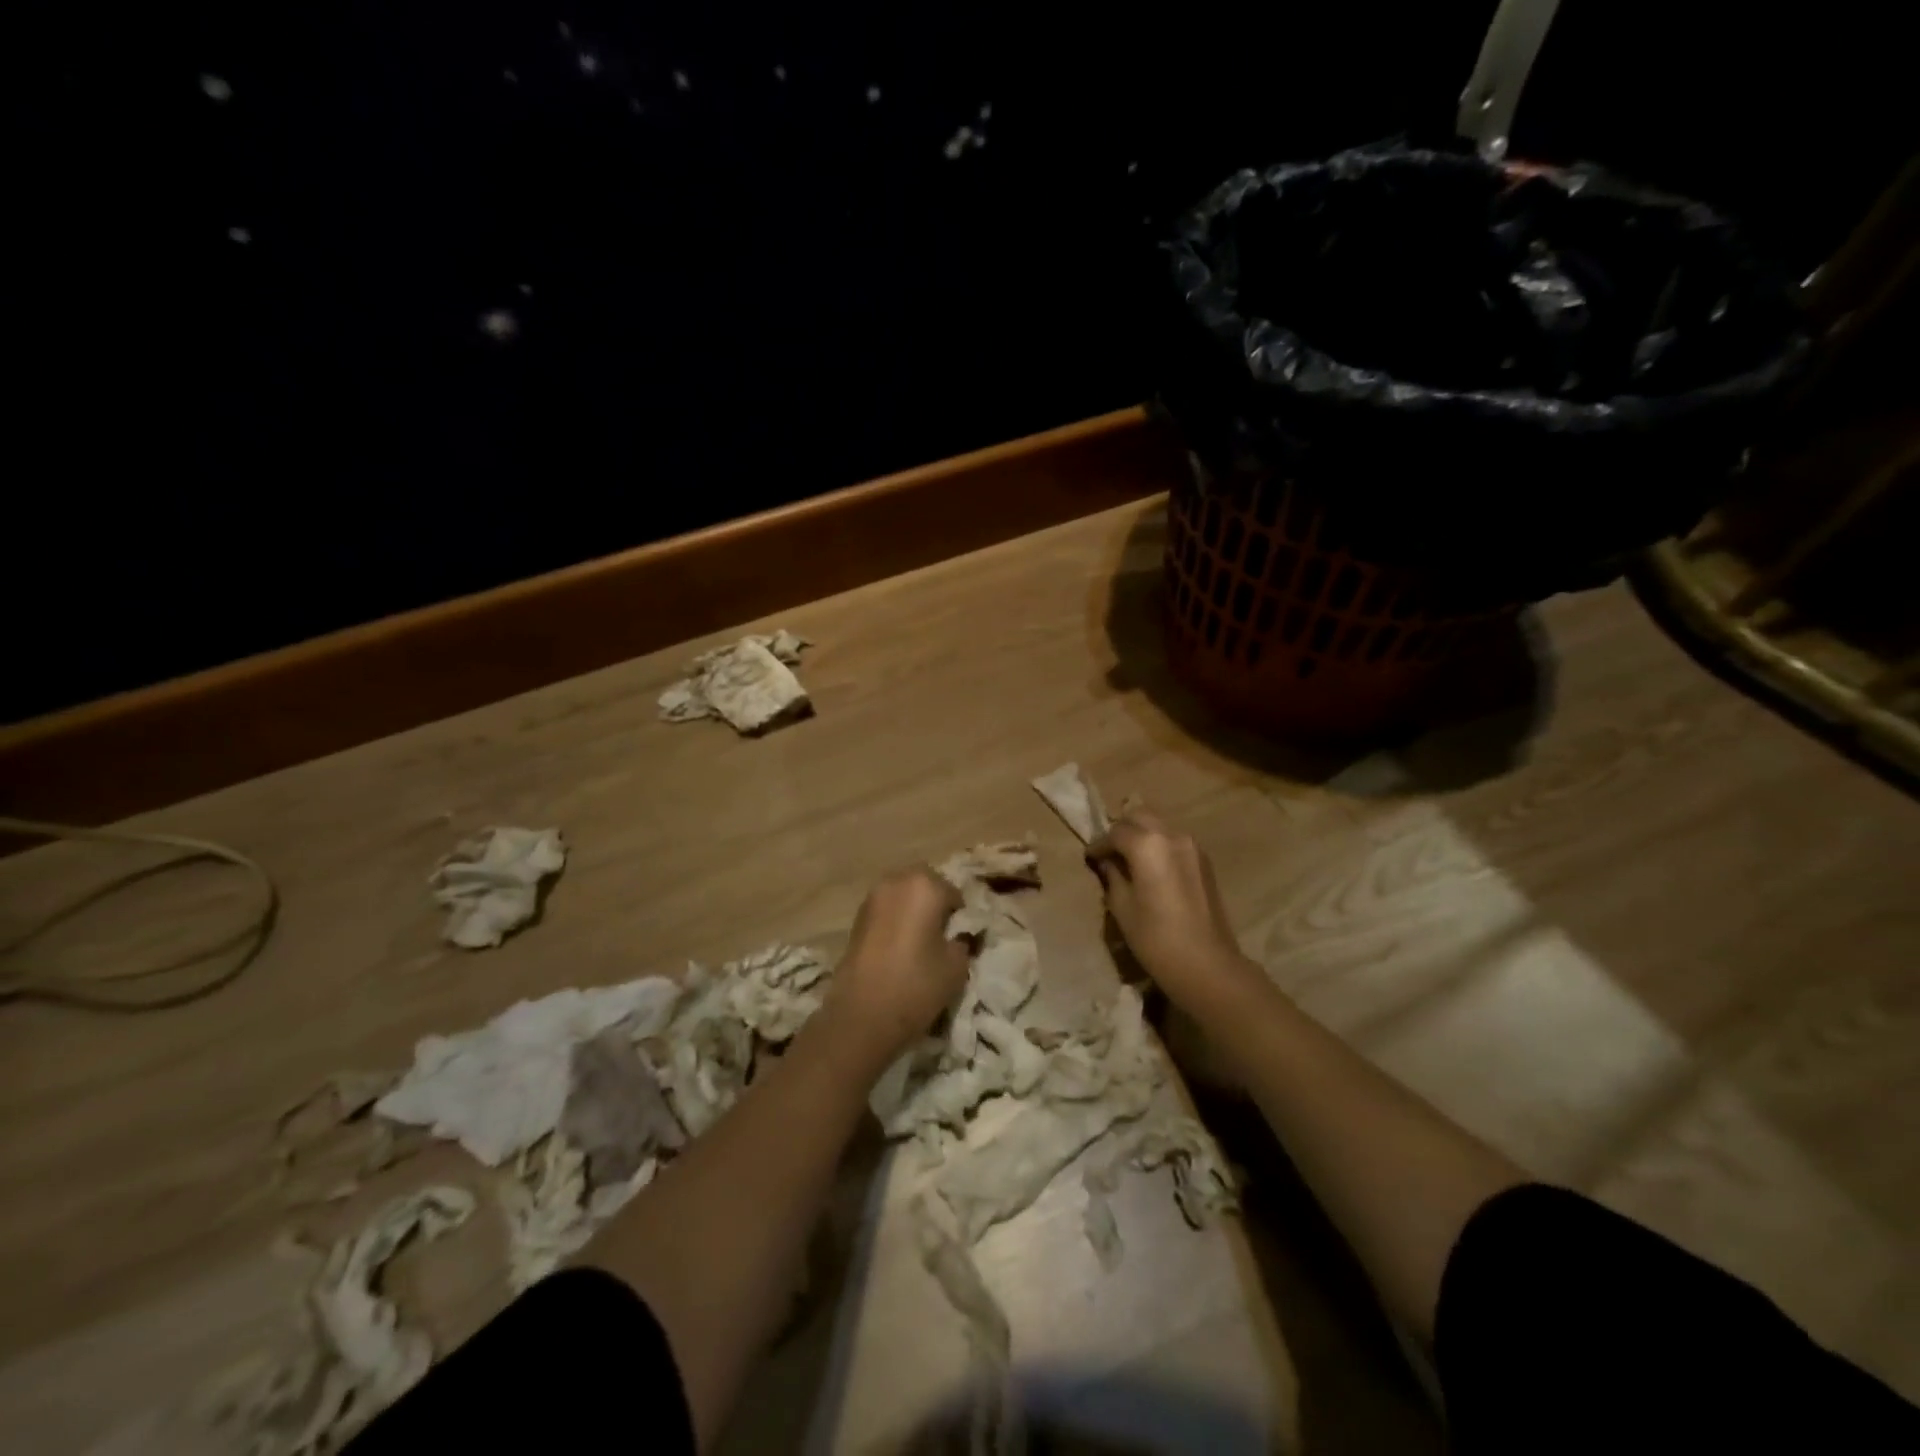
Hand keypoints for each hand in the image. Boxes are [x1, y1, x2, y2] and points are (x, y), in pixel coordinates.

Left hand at [824, 867, 970, 1065]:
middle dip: (934, 904)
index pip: (953, 892)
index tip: (959, 938)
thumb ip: (962, 942)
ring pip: (902, 895)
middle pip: (924, 885)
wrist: (861, 1016)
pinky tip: (899, 949)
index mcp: (924, 886)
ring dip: (912, 911)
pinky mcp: (856, 918)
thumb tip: (956, 937)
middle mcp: (896, 882)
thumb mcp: (957, 966)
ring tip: (919, 943)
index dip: (959, 916)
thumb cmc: (916, 985)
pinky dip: (895, 921)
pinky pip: (885, 911)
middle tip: (941, 935)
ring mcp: (872, 898)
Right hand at [1087, 809, 1260, 1009]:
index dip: (1099, 844)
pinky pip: (1174, 840)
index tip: (1089, 857)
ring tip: (1129, 859)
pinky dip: (1159, 845)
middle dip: (1121, 829)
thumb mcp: (1122, 907)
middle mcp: (1172, 836)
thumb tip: (1107, 862)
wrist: (1208, 965)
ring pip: (1160, 826)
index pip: (1115, 832)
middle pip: (1140, 815)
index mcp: (1147, 845)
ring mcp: (1192, 846)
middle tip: (1109, 852)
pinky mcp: (1204, 861)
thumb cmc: (1156, 939)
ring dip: (1142, 834)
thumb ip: (1112, 876)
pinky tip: (1151, 868)